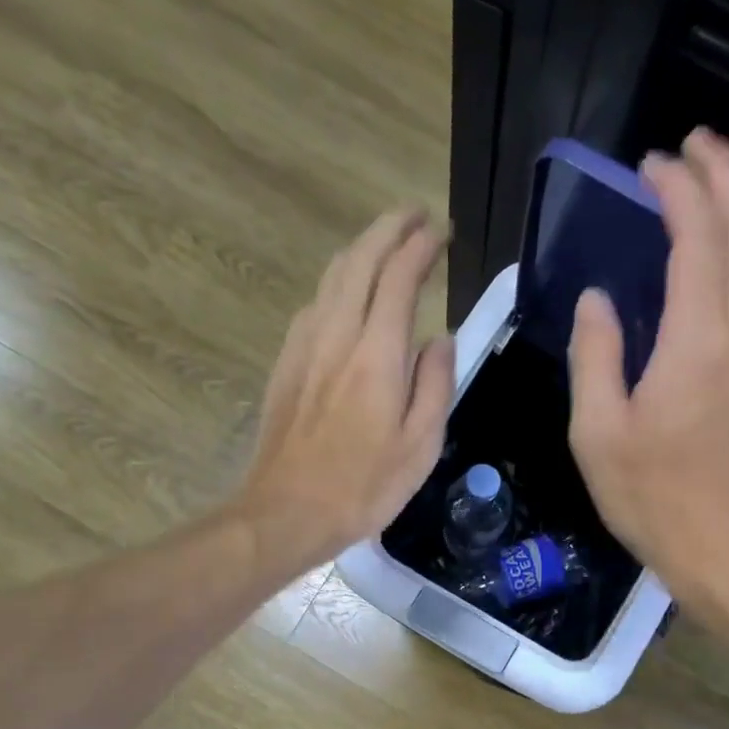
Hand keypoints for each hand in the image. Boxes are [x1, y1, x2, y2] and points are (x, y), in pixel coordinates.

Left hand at [239, 209, 455, 563]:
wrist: (286, 511)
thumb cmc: (364, 487)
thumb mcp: (421, 446)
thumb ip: (435, 385)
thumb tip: (439, 339)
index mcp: (377, 355)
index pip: (399, 277)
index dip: (421, 246)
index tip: (441, 232)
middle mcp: (337, 335)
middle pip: (359, 260)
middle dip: (388, 229)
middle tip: (414, 216)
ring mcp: (304, 345)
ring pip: (332, 277)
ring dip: (361, 250)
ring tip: (386, 244)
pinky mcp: (286, 362)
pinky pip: (315, 303)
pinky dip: (338, 282)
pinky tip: (348, 295)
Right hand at [567, 129, 728, 592]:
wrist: (724, 549)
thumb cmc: (652, 498)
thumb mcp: (597, 434)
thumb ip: (596, 357)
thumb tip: (598, 301)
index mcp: (696, 343)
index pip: (697, 240)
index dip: (678, 191)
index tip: (651, 165)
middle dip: (727, 175)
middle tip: (695, 145)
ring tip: (728, 182)